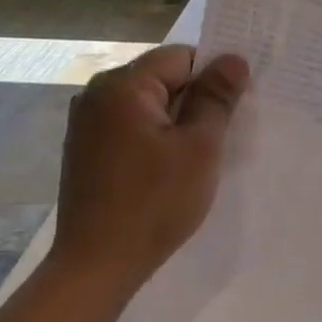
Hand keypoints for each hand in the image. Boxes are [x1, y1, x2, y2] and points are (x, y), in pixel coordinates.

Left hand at [46, 45, 249, 298]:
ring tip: (198, 157)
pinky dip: (155, 140)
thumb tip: (234, 59)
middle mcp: (96, 94)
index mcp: (122, 86)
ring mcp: (86, 123)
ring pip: (148, 106)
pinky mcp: (85, 150)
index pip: (181, 57)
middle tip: (224, 135)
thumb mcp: (199, 148)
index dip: (213, 77)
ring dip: (176, 123)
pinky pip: (130, 128)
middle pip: (162, 79)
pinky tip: (168, 171)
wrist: (97, 264)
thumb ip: (216, 98)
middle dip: (195, 101)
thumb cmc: (155, 203)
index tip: (235, 109)